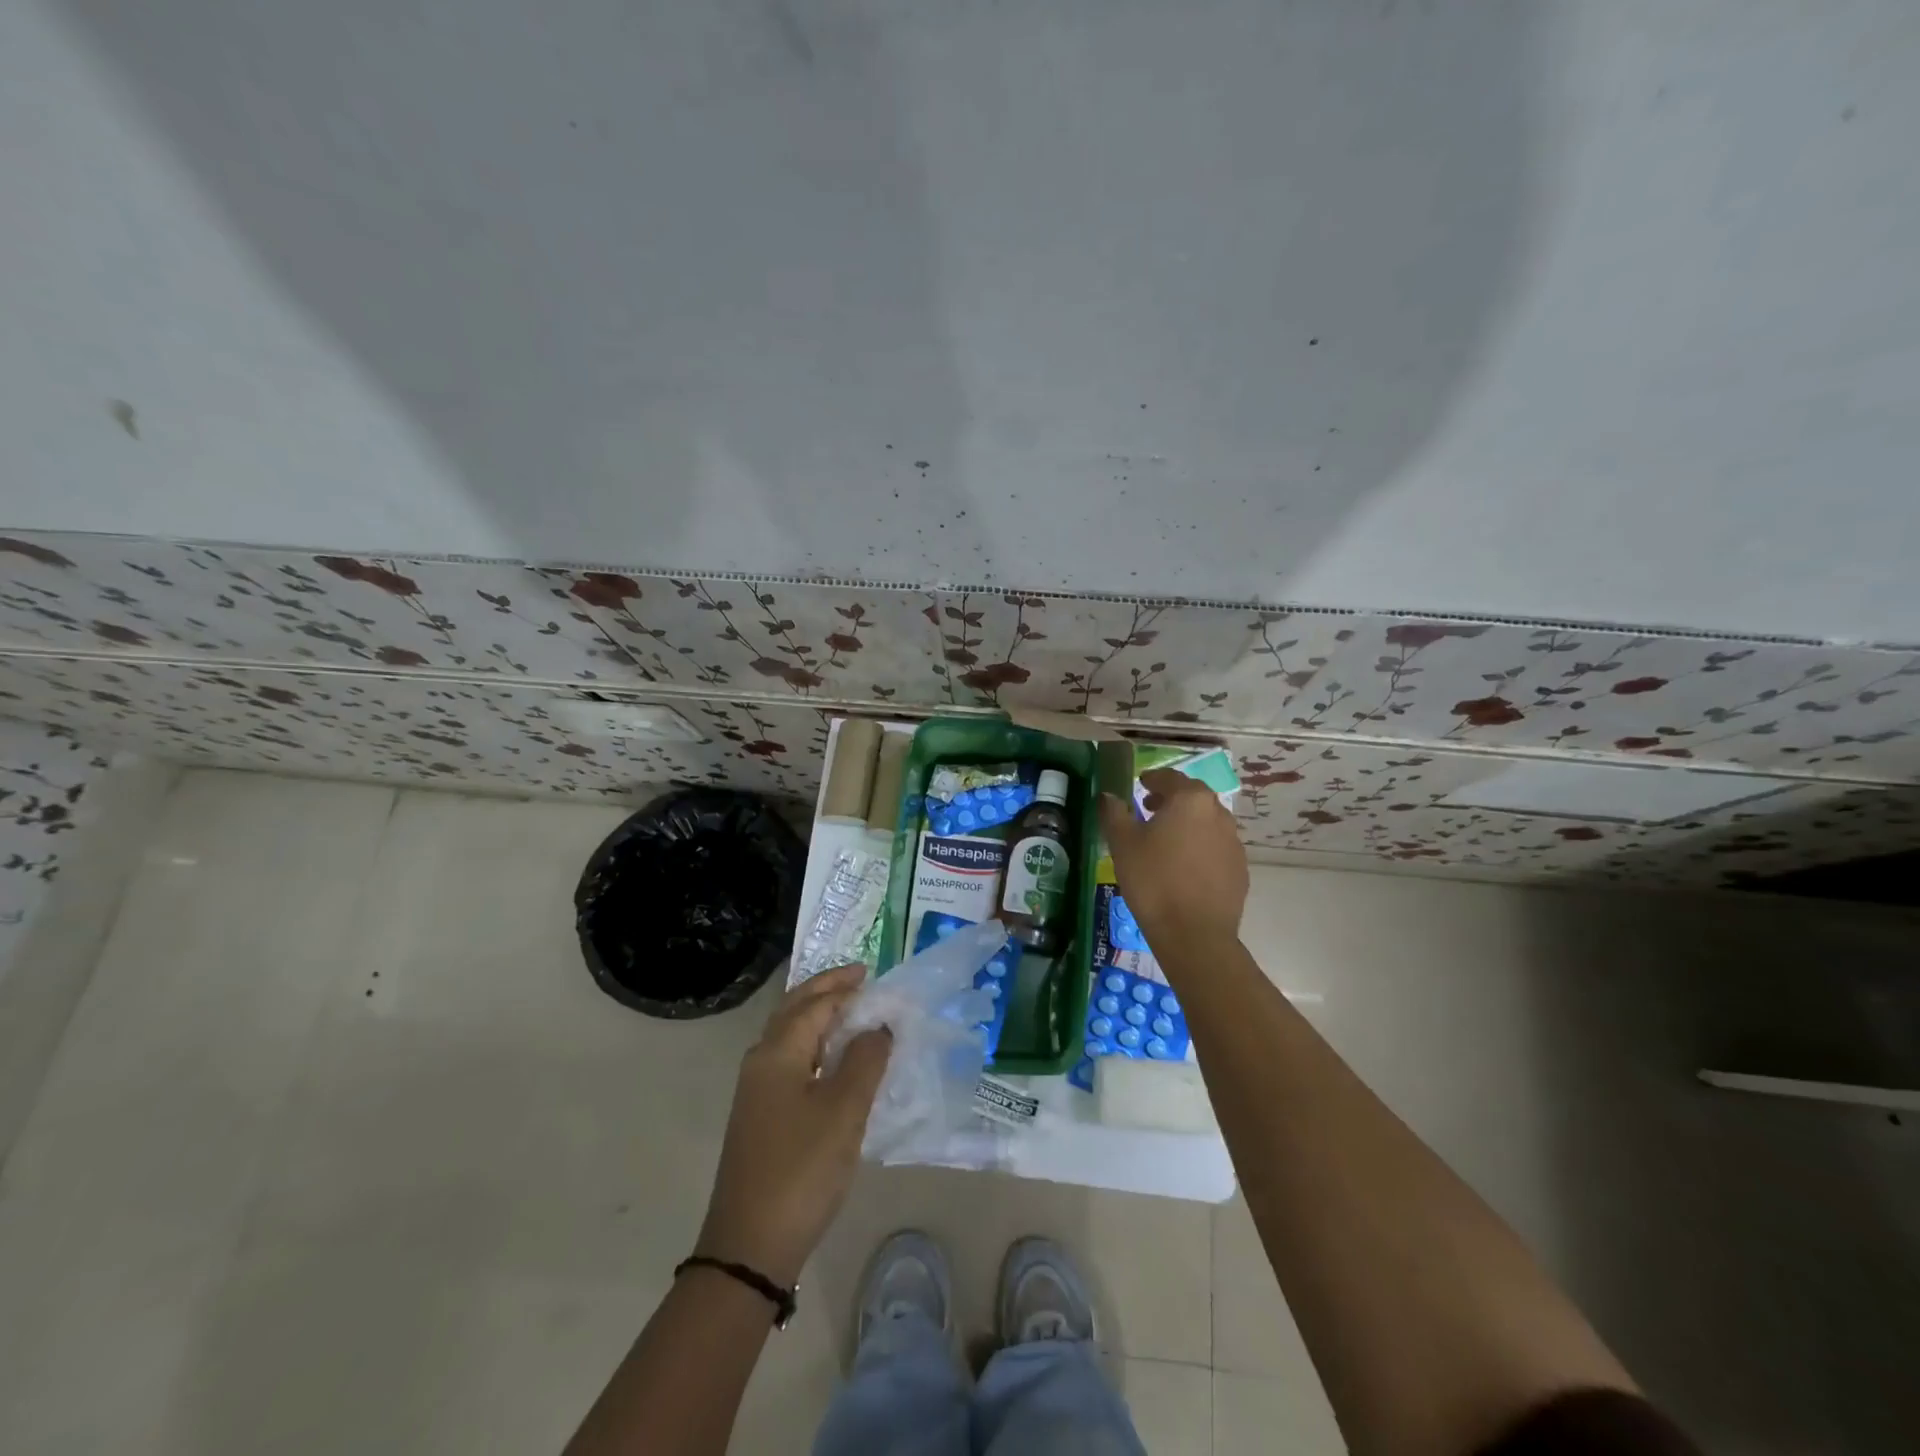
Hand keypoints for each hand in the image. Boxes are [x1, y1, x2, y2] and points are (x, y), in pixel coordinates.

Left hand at [695, 964, 890, 1286]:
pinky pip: (790, 1061)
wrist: (749, 1246)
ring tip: (852, 1013)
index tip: (872, 975)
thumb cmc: (801, 1169)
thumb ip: (864, 1061)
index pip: (813, 1004)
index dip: (843, 987)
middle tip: (858, 979)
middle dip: (825, 991)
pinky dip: (814, 1046)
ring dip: (818, 1017)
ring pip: (789, 1036)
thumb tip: (878, 1026)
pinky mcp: (761, 1116)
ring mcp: (757, 1091)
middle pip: (793, 1011)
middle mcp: (761, 1062)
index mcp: (777, 1053)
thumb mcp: (844, 1112)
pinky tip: (834, 1062)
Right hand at [1099, 767, 1248, 942]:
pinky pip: (1216, 847)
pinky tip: (1183, 867)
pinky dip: (1199, 847)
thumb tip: (1108, 795)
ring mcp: (1234, 842)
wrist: (1194, 934)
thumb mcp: (1123, 844)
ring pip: (1207, 822)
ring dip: (1187, 824)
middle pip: (1192, 797)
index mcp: (1190, 800)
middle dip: (1171, 800)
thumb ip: (1114, 813)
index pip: (1170, 778)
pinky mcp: (1239, 869)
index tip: (1140, 784)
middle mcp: (1218, 813)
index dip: (1153, 779)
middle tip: (1149, 810)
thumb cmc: (1153, 880)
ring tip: (1165, 841)